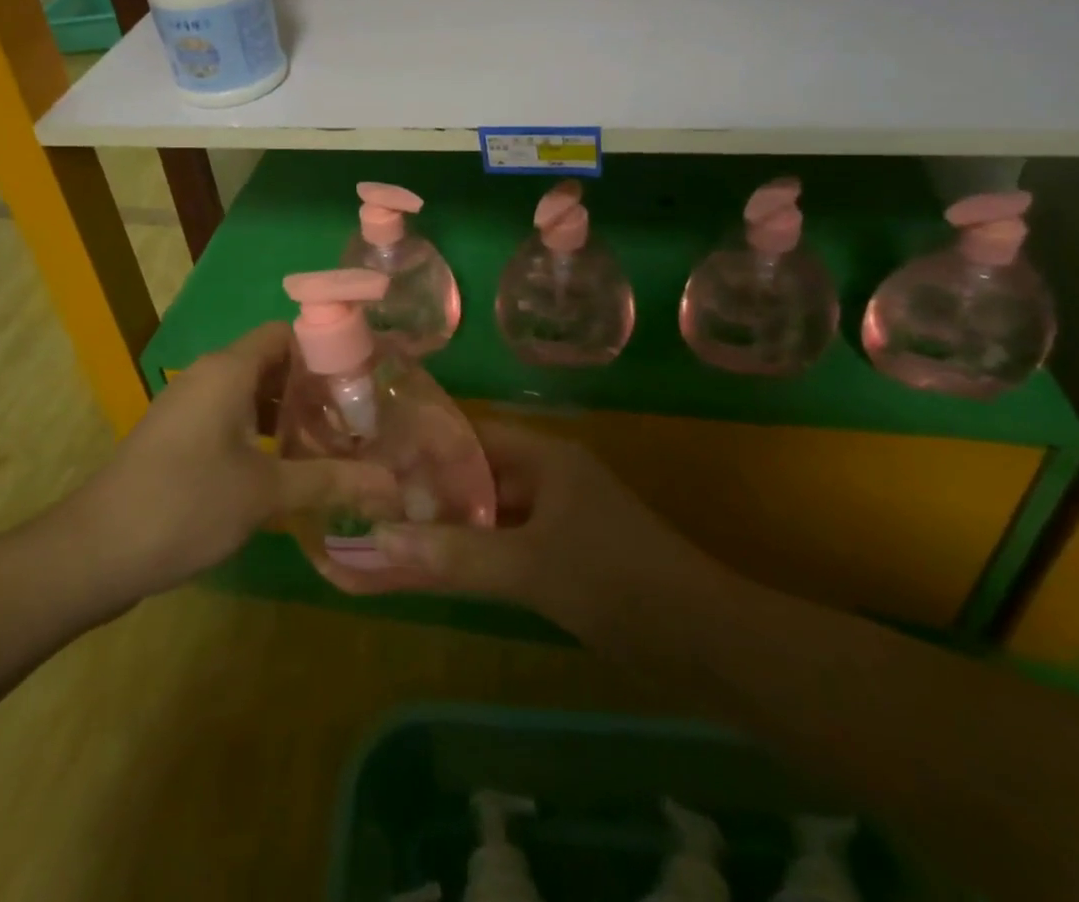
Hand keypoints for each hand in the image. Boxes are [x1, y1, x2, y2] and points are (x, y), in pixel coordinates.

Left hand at [69, 323, 399, 602]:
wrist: (94, 550)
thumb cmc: (185, 504)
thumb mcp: (265, 493)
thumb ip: (330, 480)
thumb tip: (392, 486)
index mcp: (229, 369)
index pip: (287, 333)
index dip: (326, 351)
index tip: (362, 383)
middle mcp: (208, 375)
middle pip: (272, 363)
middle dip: (314, 388)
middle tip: (355, 420)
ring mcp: (188, 405)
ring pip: (251, 392)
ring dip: (288, 414)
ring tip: (330, 445)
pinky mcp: (178, 435)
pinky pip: (230, 416)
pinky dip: (261, 431)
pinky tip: (285, 467)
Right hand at [332, 420, 722, 637]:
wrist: (707, 642)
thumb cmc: (616, 582)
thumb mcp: (529, 567)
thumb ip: (455, 554)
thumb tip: (378, 539)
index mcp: (543, 456)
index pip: (469, 436)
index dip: (422, 446)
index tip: (374, 460)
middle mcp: (548, 476)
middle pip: (476, 475)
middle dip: (428, 491)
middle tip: (371, 504)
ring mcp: (558, 517)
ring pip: (490, 513)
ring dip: (449, 526)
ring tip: (392, 536)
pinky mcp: (566, 555)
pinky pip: (507, 545)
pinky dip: (475, 555)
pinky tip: (439, 570)